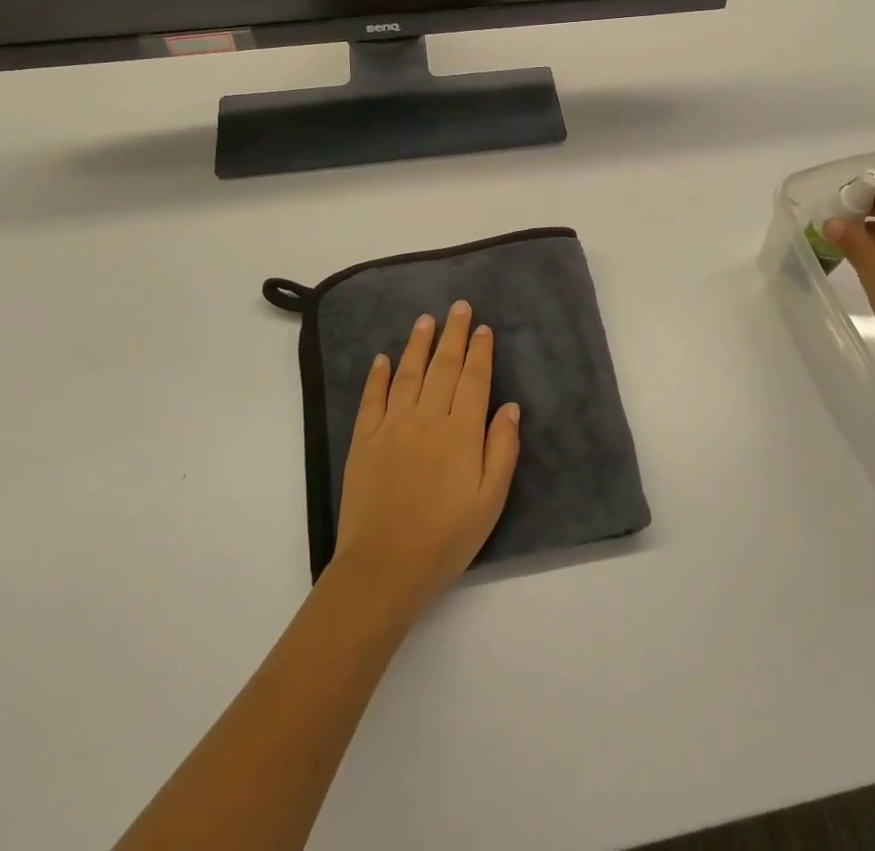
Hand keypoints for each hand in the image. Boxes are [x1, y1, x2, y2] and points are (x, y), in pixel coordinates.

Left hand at [331, 302, 521, 620]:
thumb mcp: (490, 501)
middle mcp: (427, 418)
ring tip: (426, 320)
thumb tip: (510, 406)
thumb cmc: (446, 538)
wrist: (384, 567)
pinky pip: (372, 398)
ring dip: (418, 344)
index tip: (484, 327)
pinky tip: (383, 358)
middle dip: (454, 334)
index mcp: (461, 432)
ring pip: (408, 373)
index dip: (480, 351)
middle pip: (443, 366)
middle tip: (459, 306)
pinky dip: (378, 375)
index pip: (474, 379)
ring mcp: (392, 426)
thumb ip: (502, 449)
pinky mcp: (364, 440)